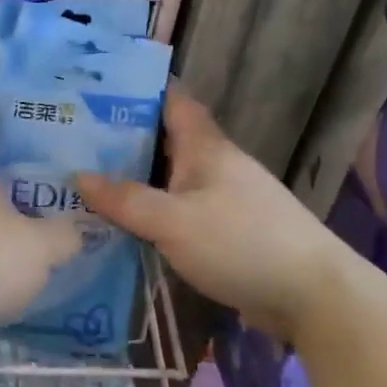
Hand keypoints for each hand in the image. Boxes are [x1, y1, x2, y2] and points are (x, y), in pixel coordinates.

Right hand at [78, 86, 357, 340]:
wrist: (313, 296)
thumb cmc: (240, 243)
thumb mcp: (173, 221)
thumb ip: (125, 200)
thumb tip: (78, 177)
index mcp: (204, 147)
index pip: (171, 101)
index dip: (138, 90)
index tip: (96, 90)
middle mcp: (214, 165)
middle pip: (164, 140)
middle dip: (123, 139)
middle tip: (74, 142)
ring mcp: (224, 198)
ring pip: (170, 179)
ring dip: (136, 180)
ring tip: (86, 183)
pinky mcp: (227, 231)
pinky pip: (179, 211)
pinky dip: (153, 212)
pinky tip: (124, 226)